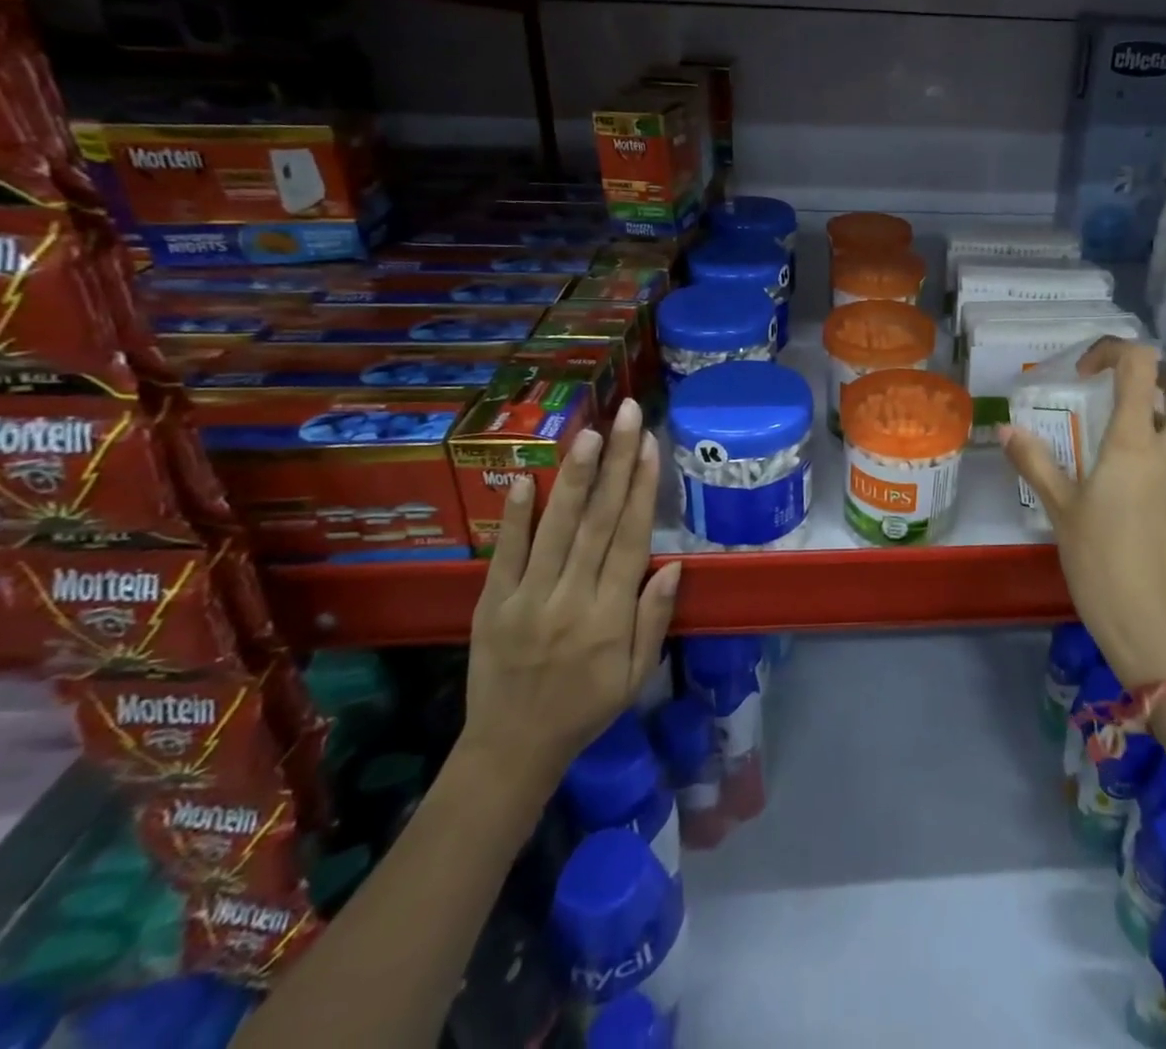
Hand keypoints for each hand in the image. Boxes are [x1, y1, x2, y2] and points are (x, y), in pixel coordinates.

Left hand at [459, 397, 678, 803]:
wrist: (512, 749)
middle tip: (626, 416)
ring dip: (574, 476)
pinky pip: (504, 554)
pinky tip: (522, 478)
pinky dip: (513, 516)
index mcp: (610, 614)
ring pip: (556, 527)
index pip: (631, 537)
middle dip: (616, 462)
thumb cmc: (587, 707)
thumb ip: (655, 618)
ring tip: (589, 433)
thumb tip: (674, 563)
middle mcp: (571, 597)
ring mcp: (526, 598)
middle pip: (598, 519)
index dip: (642, 488)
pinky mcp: (490, 604)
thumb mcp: (638, 674)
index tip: (650, 445)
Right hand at [1001, 338, 1165, 687]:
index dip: (1115, 351)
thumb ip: (1035, 463)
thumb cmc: (1102, 565)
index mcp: (1137, 444)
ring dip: (1164, 414)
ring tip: (1122, 437)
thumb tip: (1005, 429)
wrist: (1157, 631)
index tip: (1086, 373)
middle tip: (1121, 391)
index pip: (1142, 366)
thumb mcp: (1060, 511)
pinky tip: (1137, 483)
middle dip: (1159, 376)